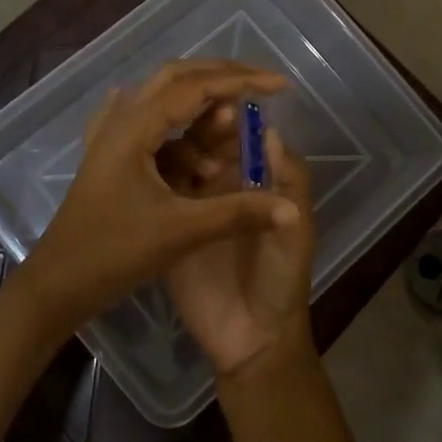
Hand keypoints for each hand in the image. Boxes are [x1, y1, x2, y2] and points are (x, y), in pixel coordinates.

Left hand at [19, 61, 299, 334]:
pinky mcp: (109, 159)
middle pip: (176, 79)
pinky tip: (182, 127)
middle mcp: (121, 122)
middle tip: (260, 87)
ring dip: (200, 109)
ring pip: (161, 101)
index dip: (241, 81)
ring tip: (230, 132)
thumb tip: (292, 209)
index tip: (280, 85)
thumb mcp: (181, 231)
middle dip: (221, 78)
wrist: (57, 285)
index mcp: (135, 128)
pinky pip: (148, 125)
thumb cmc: (114, 253)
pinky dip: (176, 123)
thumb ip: (238, 214)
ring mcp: (110, 139)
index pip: (196, 87)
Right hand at [165, 128, 315, 377]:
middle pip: (207, 145)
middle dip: (201, 131)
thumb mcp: (296, 227)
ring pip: (180, 164)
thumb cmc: (281, 278)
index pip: (241, 139)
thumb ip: (288, 181)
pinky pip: (159, 197)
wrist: (251, 337)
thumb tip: (269, 129)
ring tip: (178, 157)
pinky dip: (154, 180)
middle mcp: (222, 187)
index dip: (233, 121)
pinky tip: (146, 171)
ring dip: (179, 153)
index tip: (222, 104)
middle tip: (190, 126)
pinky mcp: (169, 228)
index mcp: (255, 183)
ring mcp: (193, 206)